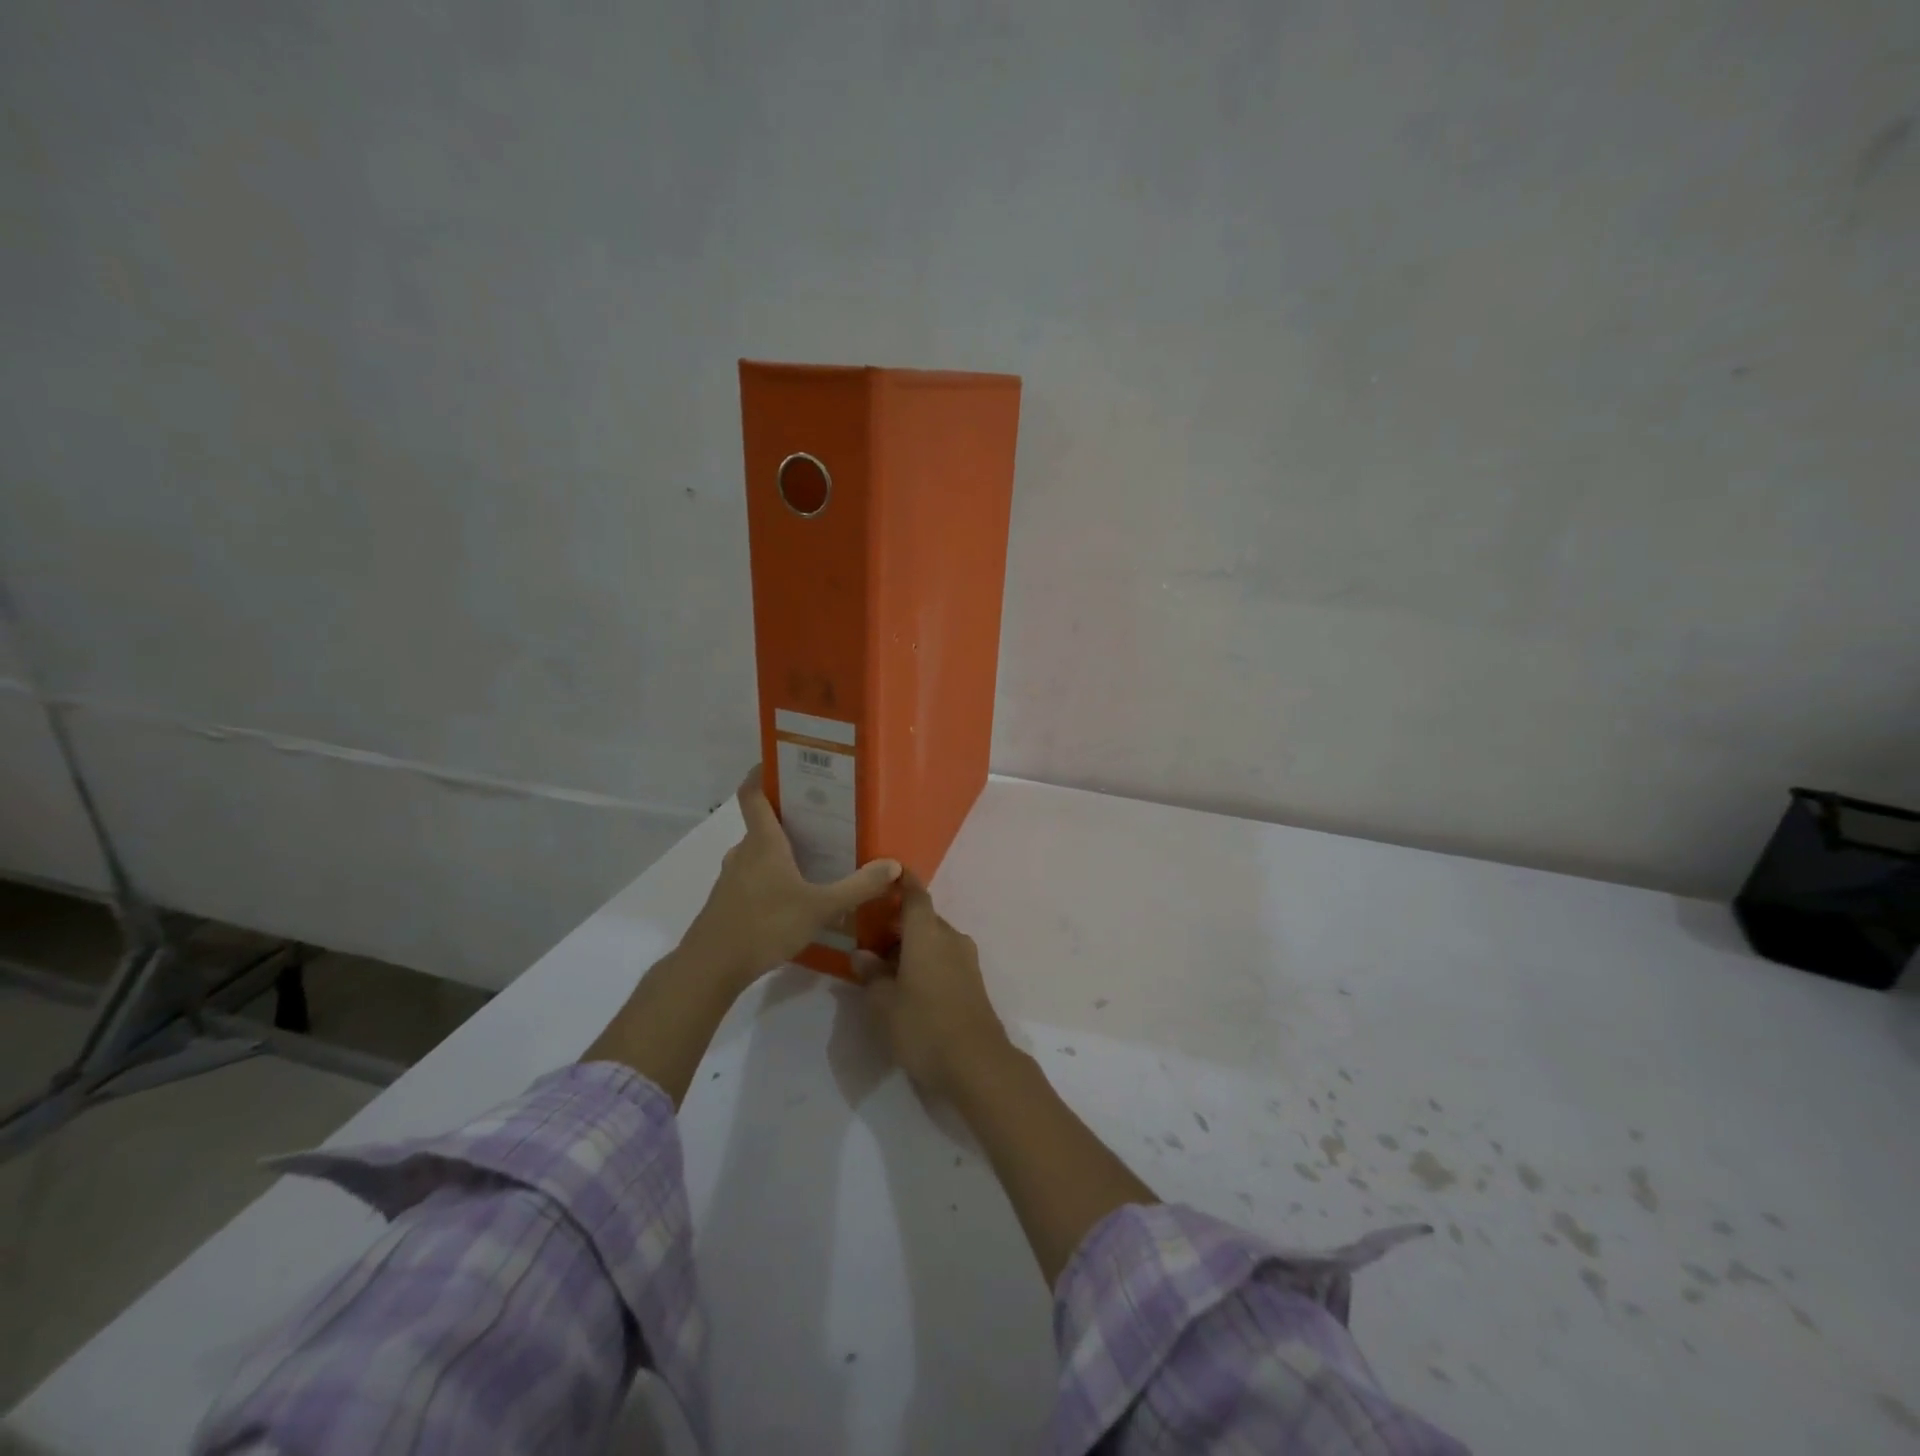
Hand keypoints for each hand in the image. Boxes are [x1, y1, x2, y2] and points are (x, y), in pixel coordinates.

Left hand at [681, 766, 901, 990]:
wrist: (710, 968)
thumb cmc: (765, 925)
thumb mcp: (820, 907)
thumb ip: (858, 887)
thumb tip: (894, 865)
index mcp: (763, 842)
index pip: (753, 793)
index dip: (762, 773)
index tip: (782, 762)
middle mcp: (744, 852)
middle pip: (763, 823)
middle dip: (790, 816)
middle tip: (825, 816)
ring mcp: (732, 878)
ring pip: (759, 852)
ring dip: (782, 850)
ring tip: (816, 855)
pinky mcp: (728, 902)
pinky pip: (754, 876)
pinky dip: (773, 876)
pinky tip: (796, 895)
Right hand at [854, 873, 1010, 1100]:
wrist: (977, 1063)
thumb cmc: (923, 1026)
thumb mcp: (884, 1004)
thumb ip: (871, 975)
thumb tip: (862, 954)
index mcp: (927, 933)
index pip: (915, 895)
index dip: (902, 881)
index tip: (889, 871)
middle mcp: (950, 938)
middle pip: (923, 919)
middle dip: (898, 925)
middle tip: (869, 942)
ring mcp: (966, 960)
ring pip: (934, 940)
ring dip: (911, 947)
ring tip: (885, 970)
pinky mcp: (973, 981)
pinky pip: (944, 958)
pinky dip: (926, 962)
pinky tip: (908, 986)